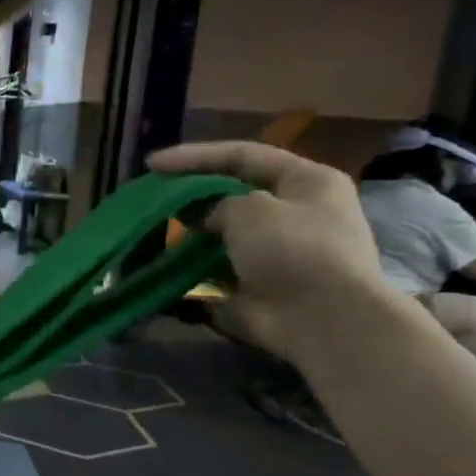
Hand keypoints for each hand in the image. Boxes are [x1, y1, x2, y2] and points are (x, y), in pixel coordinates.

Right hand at [147, 140, 393, 360]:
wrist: (322, 319)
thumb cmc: (294, 249)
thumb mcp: (250, 209)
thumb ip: (217, 202)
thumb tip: (204, 217)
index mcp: (306, 181)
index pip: (243, 155)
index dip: (195, 156)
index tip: (153, 165)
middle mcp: (295, 212)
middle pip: (234, 193)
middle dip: (192, 195)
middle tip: (154, 199)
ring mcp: (277, 252)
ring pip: (223, 233)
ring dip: (191, 233)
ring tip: (155, 232)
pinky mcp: (259, 286)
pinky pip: (218, 270)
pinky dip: (194, 269)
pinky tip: (166, 265)